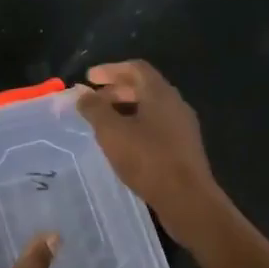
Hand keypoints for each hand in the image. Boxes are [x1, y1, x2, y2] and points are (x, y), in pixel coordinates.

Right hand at [75, 60, 221, 244]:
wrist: (187, 198)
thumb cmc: (148, 160)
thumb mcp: (112, 132)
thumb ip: (95, 109)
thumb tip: (81, 93)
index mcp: (160, 93)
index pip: (135, 68)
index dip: (110, 69)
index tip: (89, 78)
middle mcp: (175, 104)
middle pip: (144, 87)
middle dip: (116, 91)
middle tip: (93, 102)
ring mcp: (183, 127)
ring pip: (151, 109)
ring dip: (126, 110)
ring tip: (104, 124)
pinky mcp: (184, 148)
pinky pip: (157, 127)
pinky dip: (137, 127)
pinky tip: (124, 145)